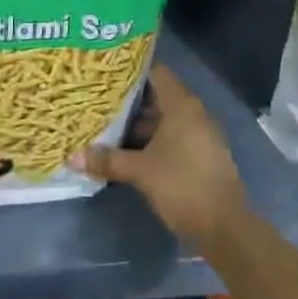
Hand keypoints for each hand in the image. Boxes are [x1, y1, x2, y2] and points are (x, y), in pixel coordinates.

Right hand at [72, 65, 247, 248]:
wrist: (225, 227)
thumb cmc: (182, 186)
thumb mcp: (140, 172)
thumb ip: (108, 160)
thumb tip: (72, 156)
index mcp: (181, 105)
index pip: (156, 72)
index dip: (132, 71)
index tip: (108, 73)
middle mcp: (193, 112)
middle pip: (158, 96)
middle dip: (131, 101)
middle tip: (101, 102)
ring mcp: (201, 133)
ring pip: (166, 119)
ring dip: (141, 124)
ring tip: (110, 127)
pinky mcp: (202, 154)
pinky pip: (174, 136)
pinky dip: (155, 140)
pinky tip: (132, 151)